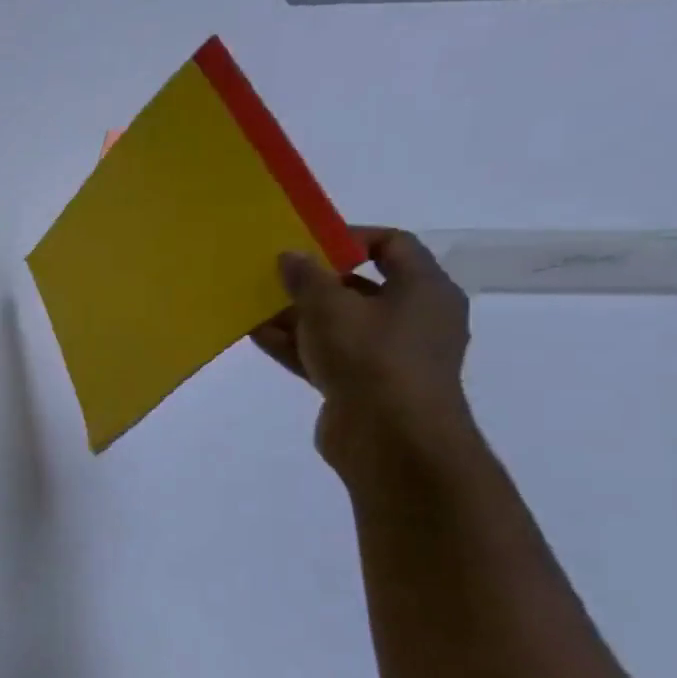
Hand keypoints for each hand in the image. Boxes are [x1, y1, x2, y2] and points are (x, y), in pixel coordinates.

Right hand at [250, 228, 474, 471]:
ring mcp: (388, 355)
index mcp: (424, 290)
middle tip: (272, 275)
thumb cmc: (371, 358)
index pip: (392, 245)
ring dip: (296, 315)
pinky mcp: (364, 384)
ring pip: (337, 324)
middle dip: (312, 281)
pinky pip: (325, 354)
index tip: (305, 242)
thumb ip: (307, 277)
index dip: (349, 237)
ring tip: (252, 306)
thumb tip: (291, 255)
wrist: (391, 440)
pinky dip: (295, 344)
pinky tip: (256, 335)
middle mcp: (414, 318)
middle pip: (359, 286)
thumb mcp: (330, 307)